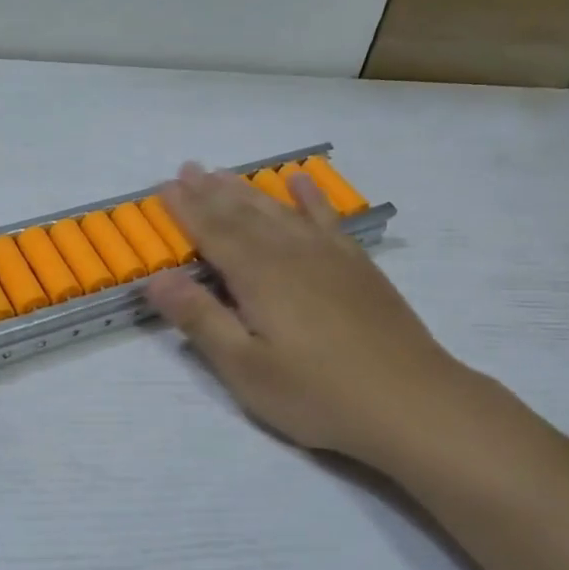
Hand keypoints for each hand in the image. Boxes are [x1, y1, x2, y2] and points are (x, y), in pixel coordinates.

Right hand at [143, 164, 477, 467]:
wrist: (411, 402)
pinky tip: (301, 183)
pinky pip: (327, 218)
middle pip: (245, 214)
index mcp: (259, 276)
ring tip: (227, 173)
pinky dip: (311, 198)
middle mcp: (292, 254)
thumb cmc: (317, 393)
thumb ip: (201, 319)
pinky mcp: (358, 267)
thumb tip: (157, 279)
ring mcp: (330, 256)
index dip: (187, 210)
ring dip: (250, 191)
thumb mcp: (246, 368)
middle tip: (189, 168)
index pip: (213, 233)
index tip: (164, 187)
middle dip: (212, 192)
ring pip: (281, 211)